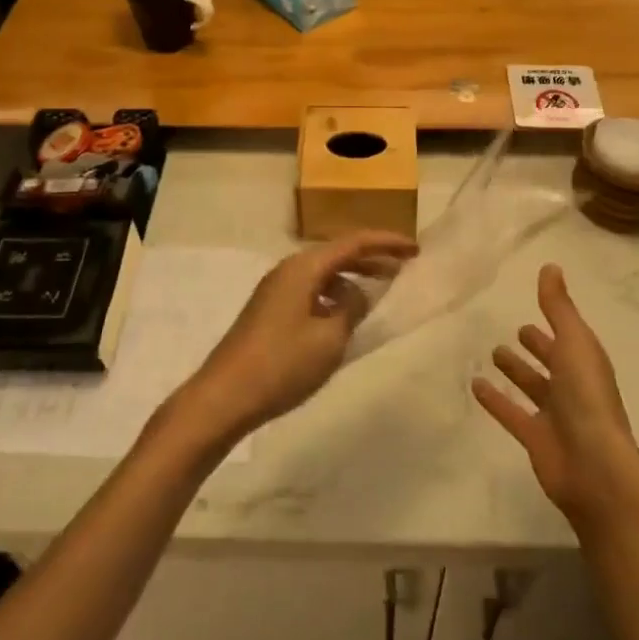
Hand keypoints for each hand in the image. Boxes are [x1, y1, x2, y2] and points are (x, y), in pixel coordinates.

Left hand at [171, 230, 418, 447]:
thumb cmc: (281, 365)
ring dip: (352, 280)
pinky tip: (344, 318)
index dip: (386, 243)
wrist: (223, 396)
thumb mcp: (329, 339)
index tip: (415, 249)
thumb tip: (359, 296)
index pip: (353, 243)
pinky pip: (311, 291)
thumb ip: (351, 310)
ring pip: (323, 274)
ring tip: (378, 295)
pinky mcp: (269, 311)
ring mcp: (275, 290)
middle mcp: (288, 270)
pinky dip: (333, 297)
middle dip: (371, 259)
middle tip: (403, 269)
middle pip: (337, 254)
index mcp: (303, 267)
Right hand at [472, 264, 638, 525]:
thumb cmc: (588, 399)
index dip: (555, 321)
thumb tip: (550, 265)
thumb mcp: (574, 343)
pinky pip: (511, 413)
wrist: (595, 469)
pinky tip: (475, 385)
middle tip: (517, 331)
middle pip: (554, 362)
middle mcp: (573, 387)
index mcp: (586, 363)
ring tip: (493, 352)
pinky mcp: (535, 438)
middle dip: (538, 346)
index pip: (570, 336)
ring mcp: (555, 415)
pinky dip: (495, 400)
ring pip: (533, 387)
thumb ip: (559, 306)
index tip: (536, 304)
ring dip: (517, 371)